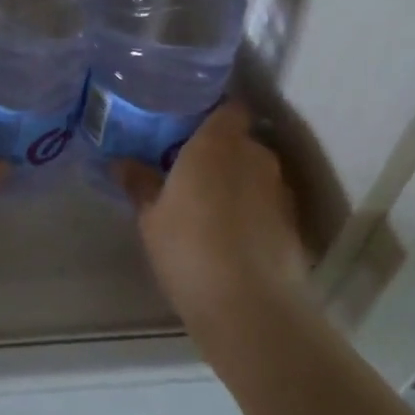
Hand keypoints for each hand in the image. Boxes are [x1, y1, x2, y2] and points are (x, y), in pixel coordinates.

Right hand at [112, 100, 307, 340]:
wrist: (249, 307)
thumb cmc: (189, 247)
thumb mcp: (150, 215)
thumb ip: (139, 182)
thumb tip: (120, 161)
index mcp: (218, 142)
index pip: (228, 107)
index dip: (212, 113)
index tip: (187, 125)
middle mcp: (256, 156)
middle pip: (241, 140)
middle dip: (220, 150)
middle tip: (189, 167)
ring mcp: (280, 191)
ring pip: (256, 173)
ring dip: (237, 181)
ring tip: (209, 203)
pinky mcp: (294, 225)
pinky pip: (267, 204)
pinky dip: (252, 211)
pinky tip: (231, 234)